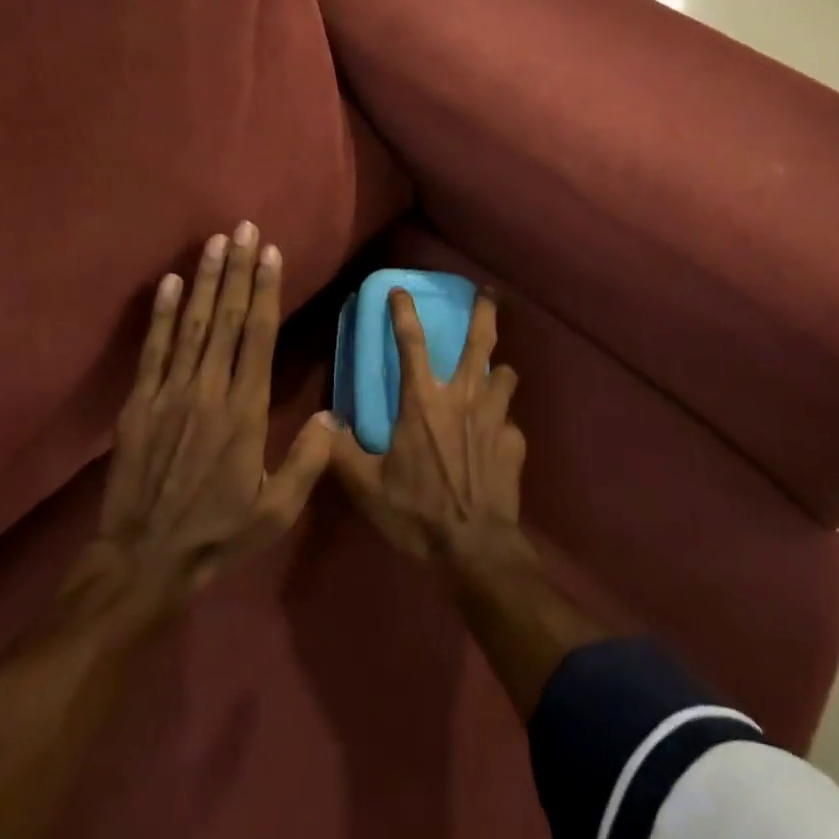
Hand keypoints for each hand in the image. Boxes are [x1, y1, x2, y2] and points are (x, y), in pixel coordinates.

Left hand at [92, 224, 334, 611]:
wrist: (142, 560)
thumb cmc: (217, 533)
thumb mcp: (275, 510)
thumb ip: (307, 461)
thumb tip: (333, 416)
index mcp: (245, 411)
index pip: (258, 336)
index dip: (264, 290)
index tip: (270, 253)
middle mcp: (209, 390)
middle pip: (225, 318)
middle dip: (237, 269)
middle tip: (243, 228)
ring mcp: (170, 393)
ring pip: (191, 324)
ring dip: (203, 280)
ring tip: (214, 242)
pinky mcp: (139, 403)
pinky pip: (152, 350)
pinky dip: (160, 314)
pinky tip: (168, 282)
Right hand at [330, 287, 527, 569]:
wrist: (474, 549)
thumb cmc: (417, 513)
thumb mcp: (367, 487)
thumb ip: (341, 452)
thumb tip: (322, 423)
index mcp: (423, 402)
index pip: (410, 342)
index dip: (403, 311)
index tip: (400, 289)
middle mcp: (463, 398)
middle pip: (480, 341)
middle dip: (485, 312)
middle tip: (488, 294)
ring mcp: (495, 418)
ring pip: (505, 374)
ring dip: (499, 371)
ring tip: (495, 373)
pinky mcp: (515, 443)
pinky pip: (510, 422)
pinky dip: (503, 424)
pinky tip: (497, 438)